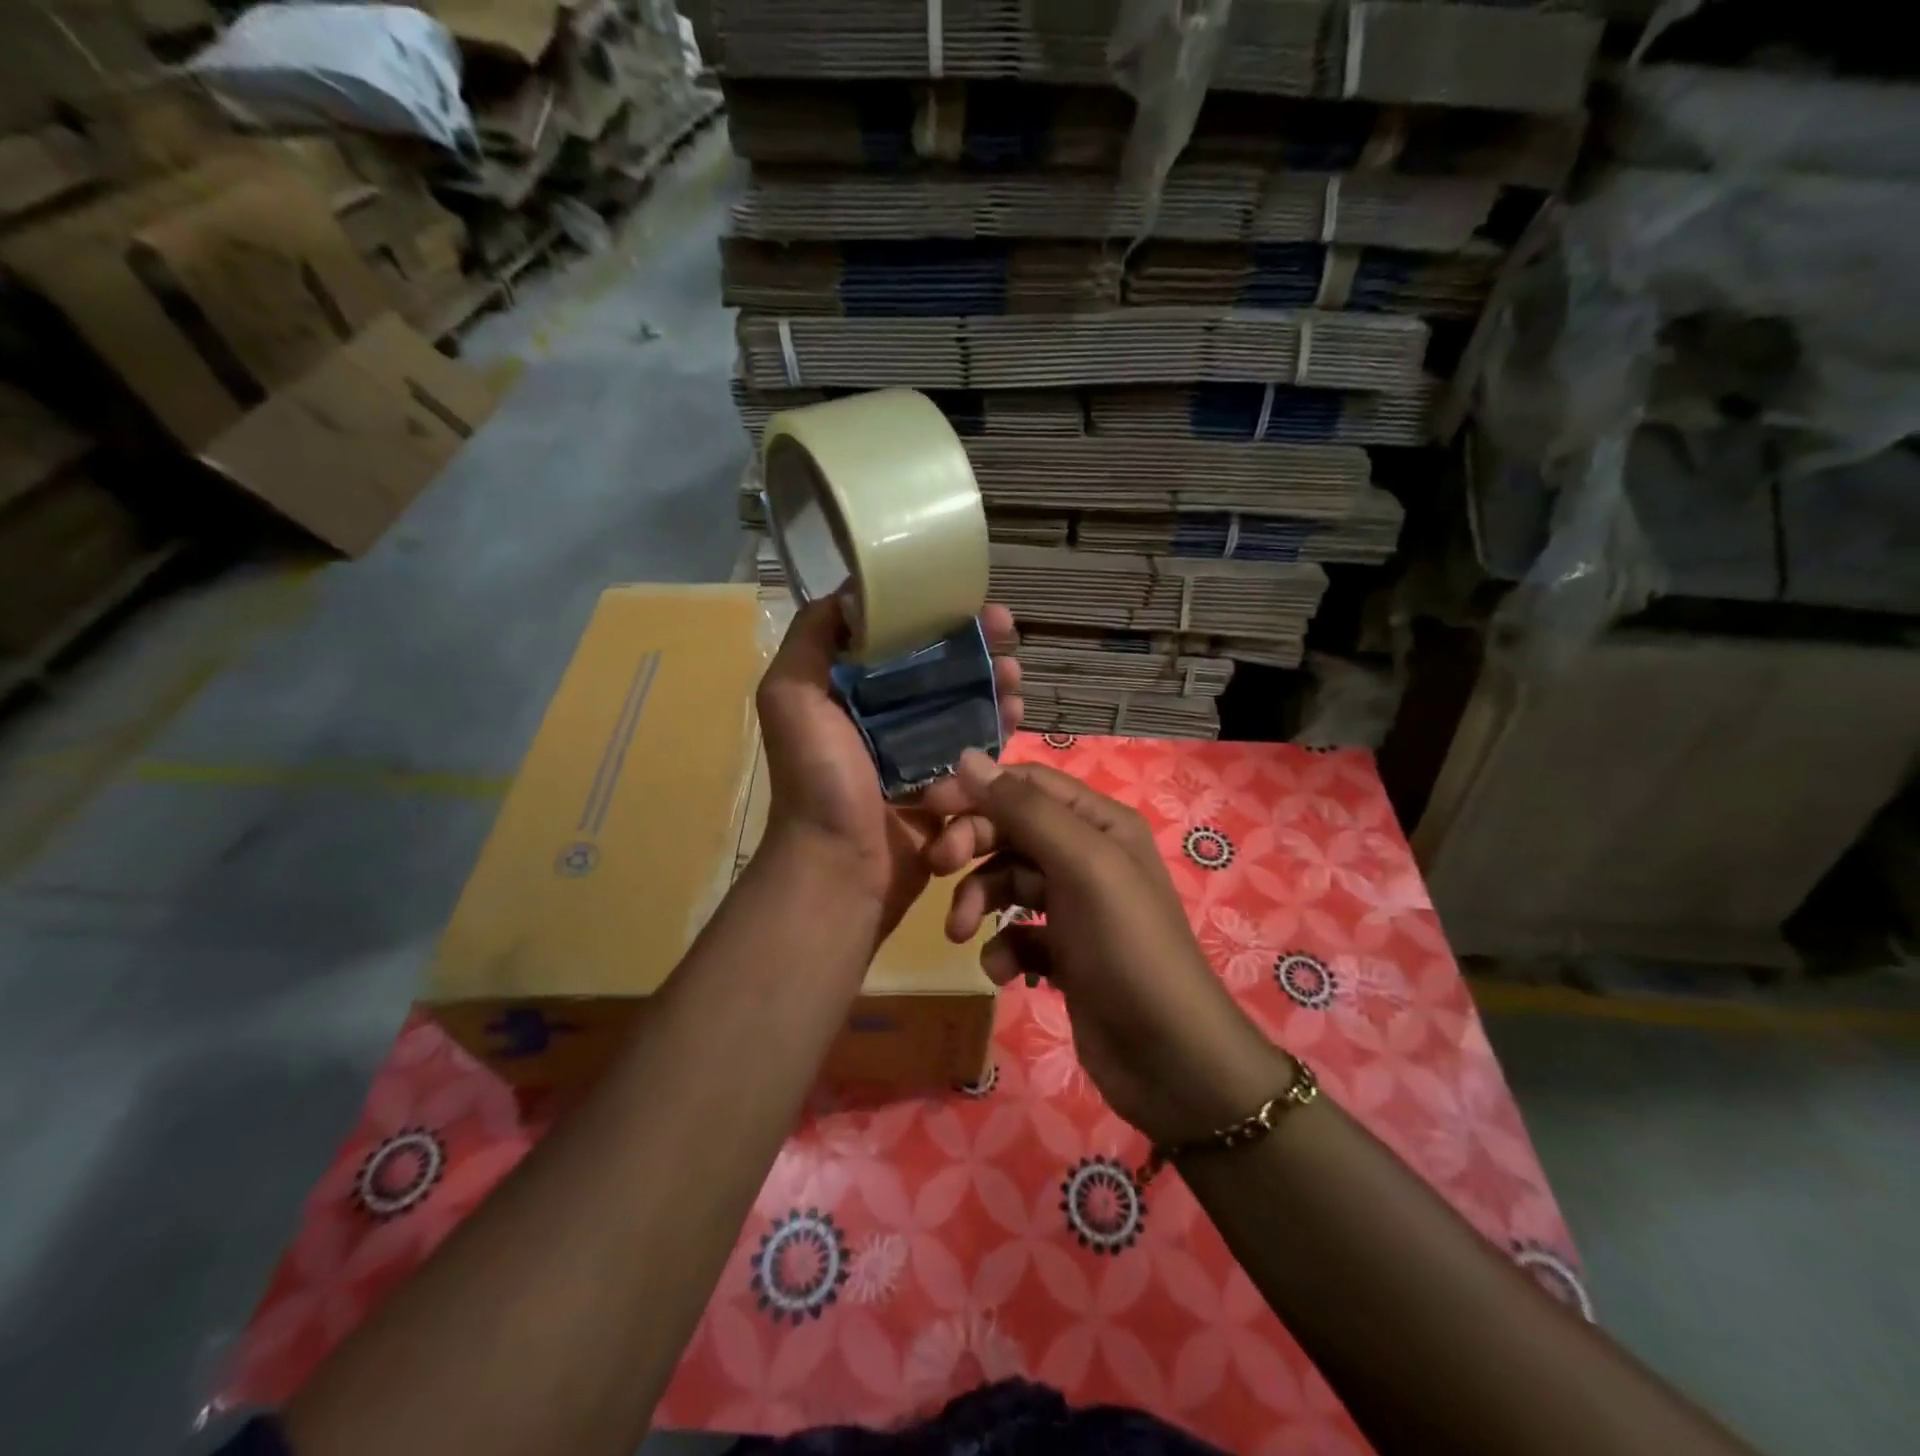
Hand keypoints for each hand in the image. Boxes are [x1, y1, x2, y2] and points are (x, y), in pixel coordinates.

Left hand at [756, 600, 1023, 940]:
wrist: (841, 867)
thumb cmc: (819, 780)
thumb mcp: (791, 697)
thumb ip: (810, 640)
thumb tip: (849, 593)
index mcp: (849, 692)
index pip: (898, 640)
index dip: (933, 616)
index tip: (967, 603)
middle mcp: (884, 717)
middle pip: (940, 670)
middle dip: (975, 648)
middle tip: (1006, 636)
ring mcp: (918, 752)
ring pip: (965, 706)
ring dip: (994, 685)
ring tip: (1014, 677)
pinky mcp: (946, 786)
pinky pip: (978, 749)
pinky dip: (999, 729)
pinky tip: (1016, 715)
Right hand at [924, 751, 1292, 1145]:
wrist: (1169, 1058)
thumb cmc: (1127, 948)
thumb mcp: (1081, 865)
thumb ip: (1024, 810)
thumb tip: (968, 757)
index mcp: (1099, 823)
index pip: (1026, 785)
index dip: (977, 789)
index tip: (930, 804)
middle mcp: (1086, 856)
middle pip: (1011, 830)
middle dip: (972, 845)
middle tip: (938, 866)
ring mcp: (1074, 906)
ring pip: (1006, 882)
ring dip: (978, 901)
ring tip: (962, 934)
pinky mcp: (1063, 952)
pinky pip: (1016, 933)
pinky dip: (1002, 947)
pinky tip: (1003, 971)